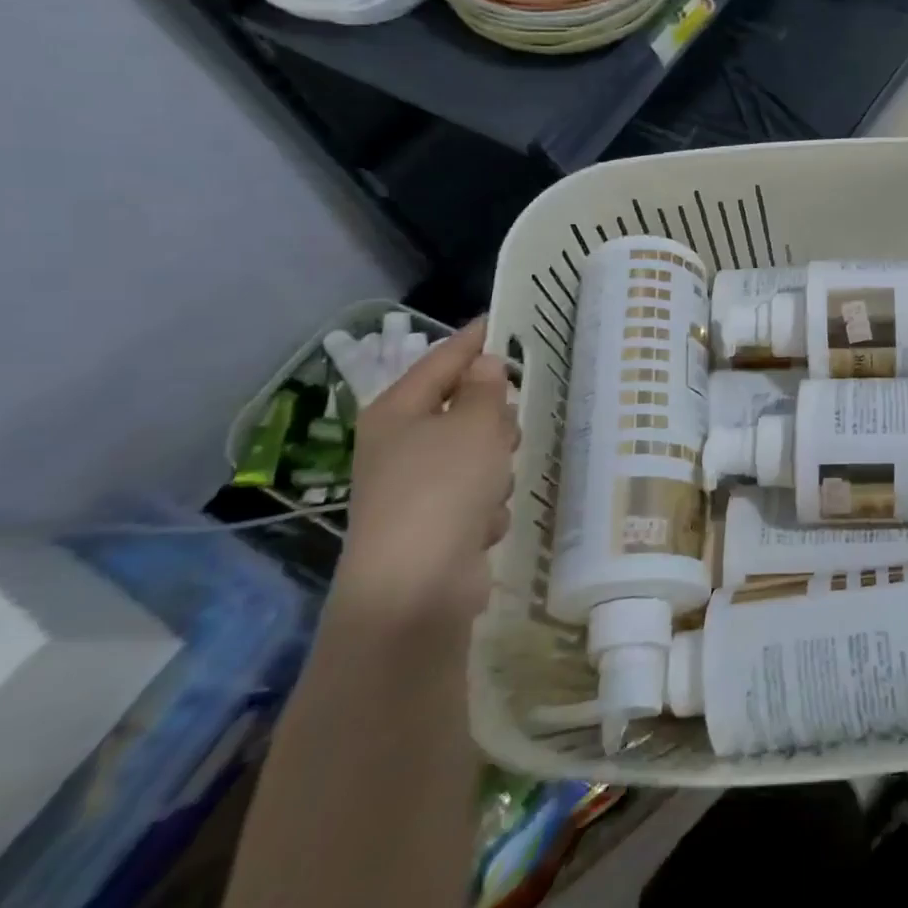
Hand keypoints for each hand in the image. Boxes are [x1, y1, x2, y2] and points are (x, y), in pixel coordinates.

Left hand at [335, 318, 518, 629]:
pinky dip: (486, 506)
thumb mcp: (474, 426)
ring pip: (477, 454)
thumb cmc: (443, 488)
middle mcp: (400, 445)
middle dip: (493, 419)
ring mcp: (416, 488)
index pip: (441, 360)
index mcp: (398, 412)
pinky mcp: (435, 525)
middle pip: (462, 410)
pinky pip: (476, 496)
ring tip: (495, 485)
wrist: (416, 587)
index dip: (473, 340)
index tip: (503, 320)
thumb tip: (485, 364)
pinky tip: (483, 524)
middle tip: (509, 426)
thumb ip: (485, 390)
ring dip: (495, 467)